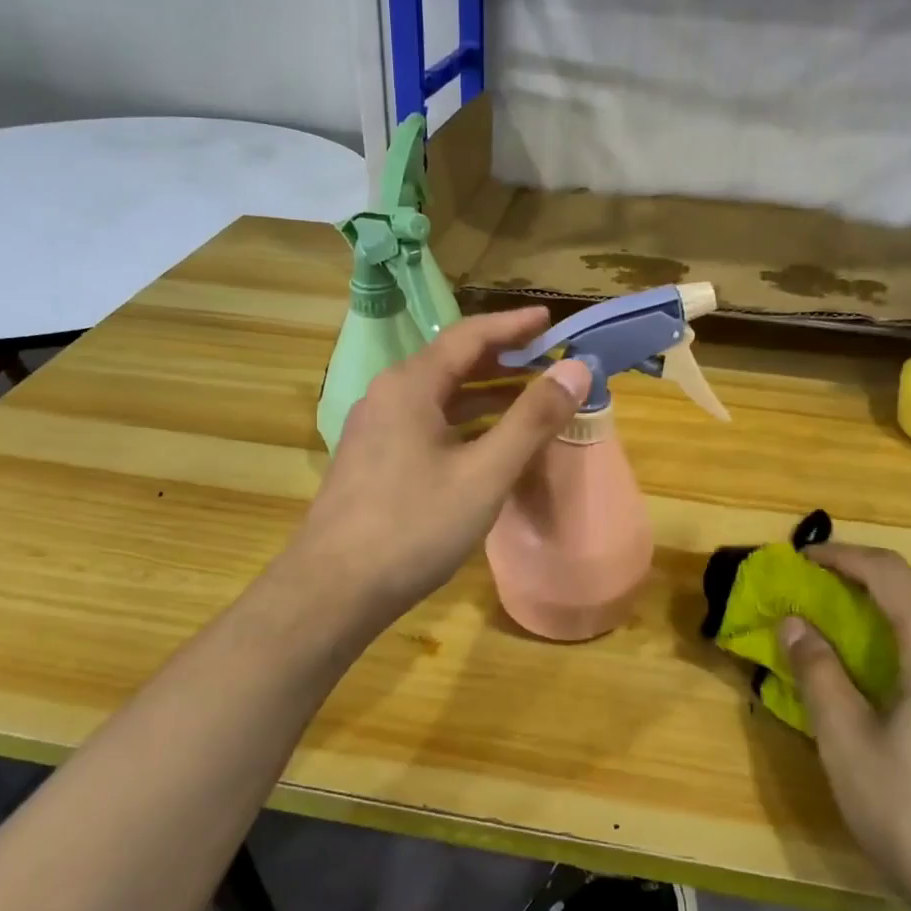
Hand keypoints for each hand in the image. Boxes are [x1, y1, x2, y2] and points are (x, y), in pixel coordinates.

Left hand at [292, 307, 591, 627]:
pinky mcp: (373, 461)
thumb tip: (576, 369)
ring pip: (438, 398)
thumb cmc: (414, 526)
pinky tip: (487, 446)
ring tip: (529, 400)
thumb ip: (532, 419)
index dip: (513, 325)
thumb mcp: (485, 473)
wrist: (334, 589)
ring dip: (484, 395)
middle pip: (451, 363)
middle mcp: (388, 396)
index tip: (551, 320)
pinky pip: (426, 425)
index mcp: (410, 385)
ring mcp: (375, 430)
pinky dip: (463, 424)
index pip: (469, 336)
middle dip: (502, 360)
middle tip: (548, 361)